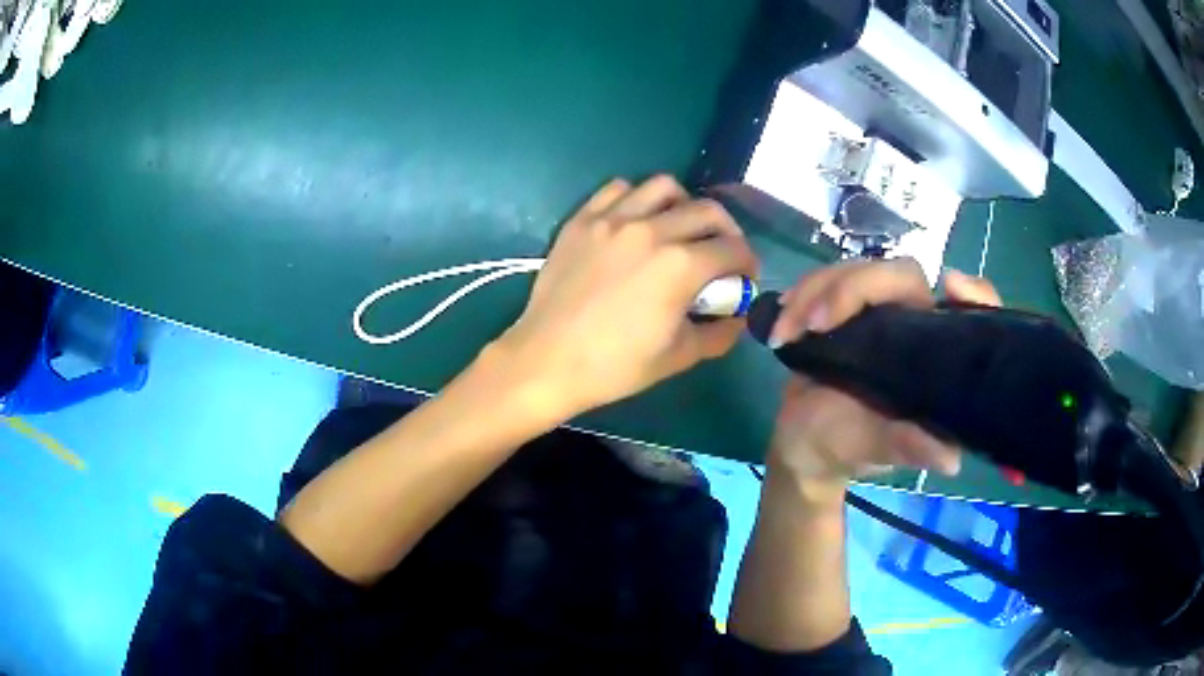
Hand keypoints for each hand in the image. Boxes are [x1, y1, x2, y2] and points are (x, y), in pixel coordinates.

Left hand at [491, 176, 757, 418]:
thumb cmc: (615, 366)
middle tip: (722, 251)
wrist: (547, 361)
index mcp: (680, 265)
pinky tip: (636, 221)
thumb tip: (737, 317)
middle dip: (726, 231)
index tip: (744, 276)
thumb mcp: (679, 357)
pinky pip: (618, 189)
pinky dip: (636, 198)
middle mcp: (651, 230)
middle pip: (707, 210)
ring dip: (683, 204)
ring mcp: (612, 219)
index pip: (733, 248)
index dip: (748, 263)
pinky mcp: (582, 220)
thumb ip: (719, 333)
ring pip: (663, 187)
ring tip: (679, 228)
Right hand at [766, 260, 1001, 497]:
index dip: (972, 293)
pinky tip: (783, 321)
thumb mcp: (877, 450)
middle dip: (854, 288)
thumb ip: (907, 447)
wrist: (802, 442)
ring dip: (817, 290)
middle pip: (900, 274)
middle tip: (815, 323)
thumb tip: (950, 459)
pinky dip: (801, 294)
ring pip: (857, 269)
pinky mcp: (843, 305)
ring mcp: (877, 309)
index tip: (949, 286)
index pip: (966, 311)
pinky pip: (828, 279)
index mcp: (933, 353)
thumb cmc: (846, 447)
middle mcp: (912, 322)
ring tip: (788, 330)